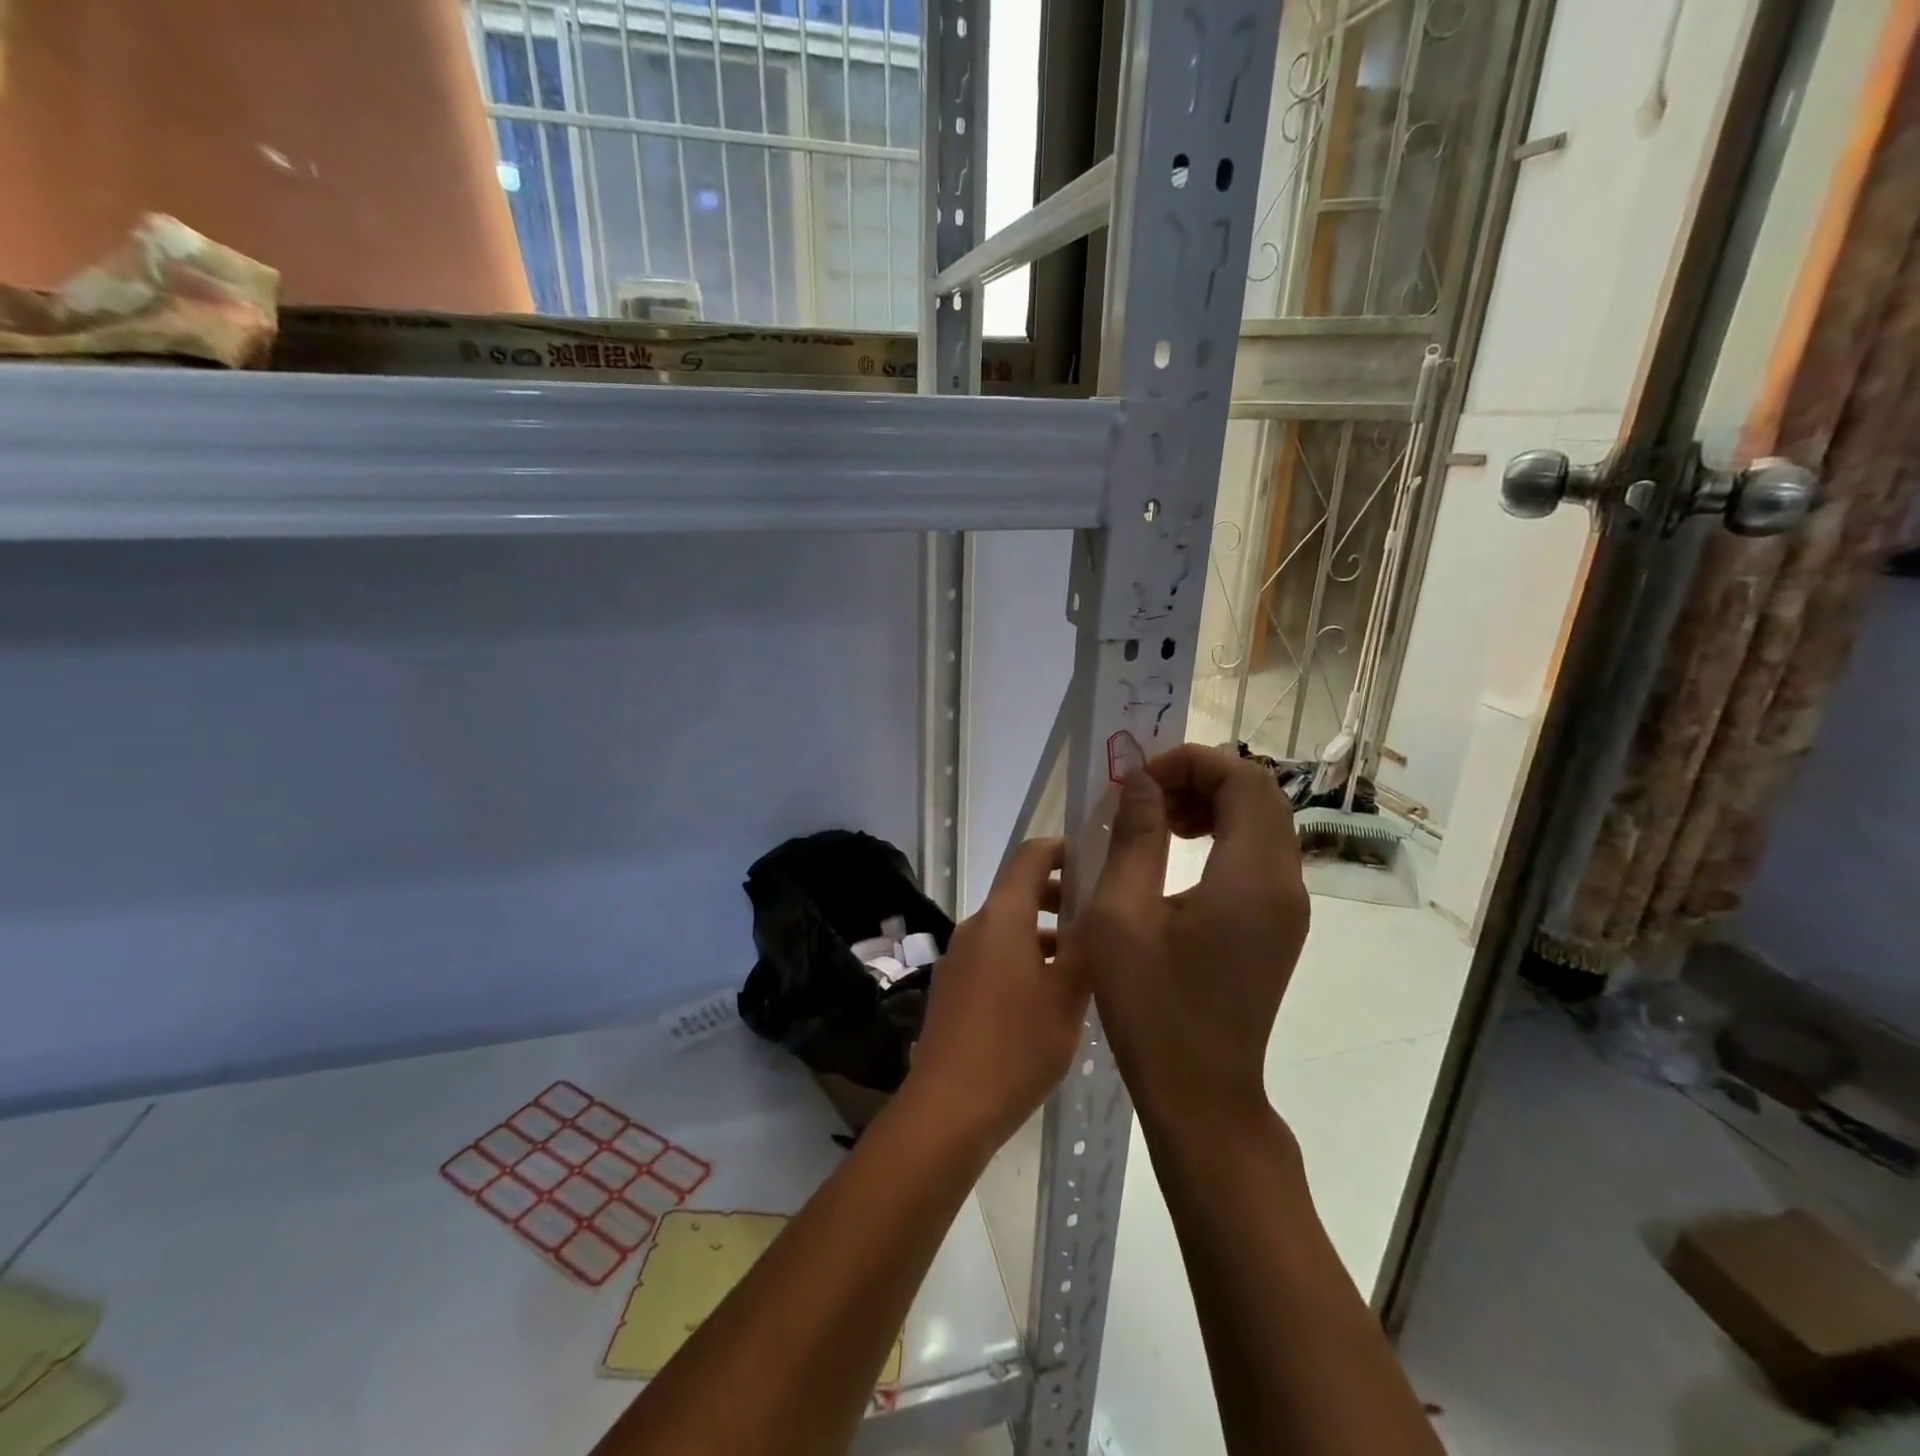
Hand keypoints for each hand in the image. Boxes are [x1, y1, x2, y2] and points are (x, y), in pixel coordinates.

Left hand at [905, 837, 1088, 1147]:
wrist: (948, 1108)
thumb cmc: (1016, 1046)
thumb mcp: (1068, 996)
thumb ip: (1088, 946)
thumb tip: (1103, 907)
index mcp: (1002, 917)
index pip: (1030, 856)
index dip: (1063, 849)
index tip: (1097, 859)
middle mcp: (975, 927)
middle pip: (1019, 892)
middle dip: (1060, 896)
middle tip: (1102, 916)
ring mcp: (959, 958)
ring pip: (1009, 929)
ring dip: (1045, 934)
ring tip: (1085, 963)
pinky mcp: (953, 988)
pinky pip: (994, 957)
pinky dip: (1024, 959)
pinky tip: (1050, 997)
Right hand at [1075, 745, 1309, 1133]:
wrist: (1201, 1093)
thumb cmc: (1153, 1008)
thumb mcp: (1122, 916)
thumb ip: (1135, 838)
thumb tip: (1141, 782)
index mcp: (1252, 877)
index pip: (1243, 780)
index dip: (1192, 762)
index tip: (1140, 780)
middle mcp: (1285, 884)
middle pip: (1259, 795)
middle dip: (1202, 778)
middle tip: (1146, 797)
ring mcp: (1289, 907)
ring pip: (1263, 822)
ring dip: (1213, 805)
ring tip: (1159, 822)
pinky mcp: (1280, 926)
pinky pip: (1260, 855)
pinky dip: (1223, 835)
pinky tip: (1179, 856)